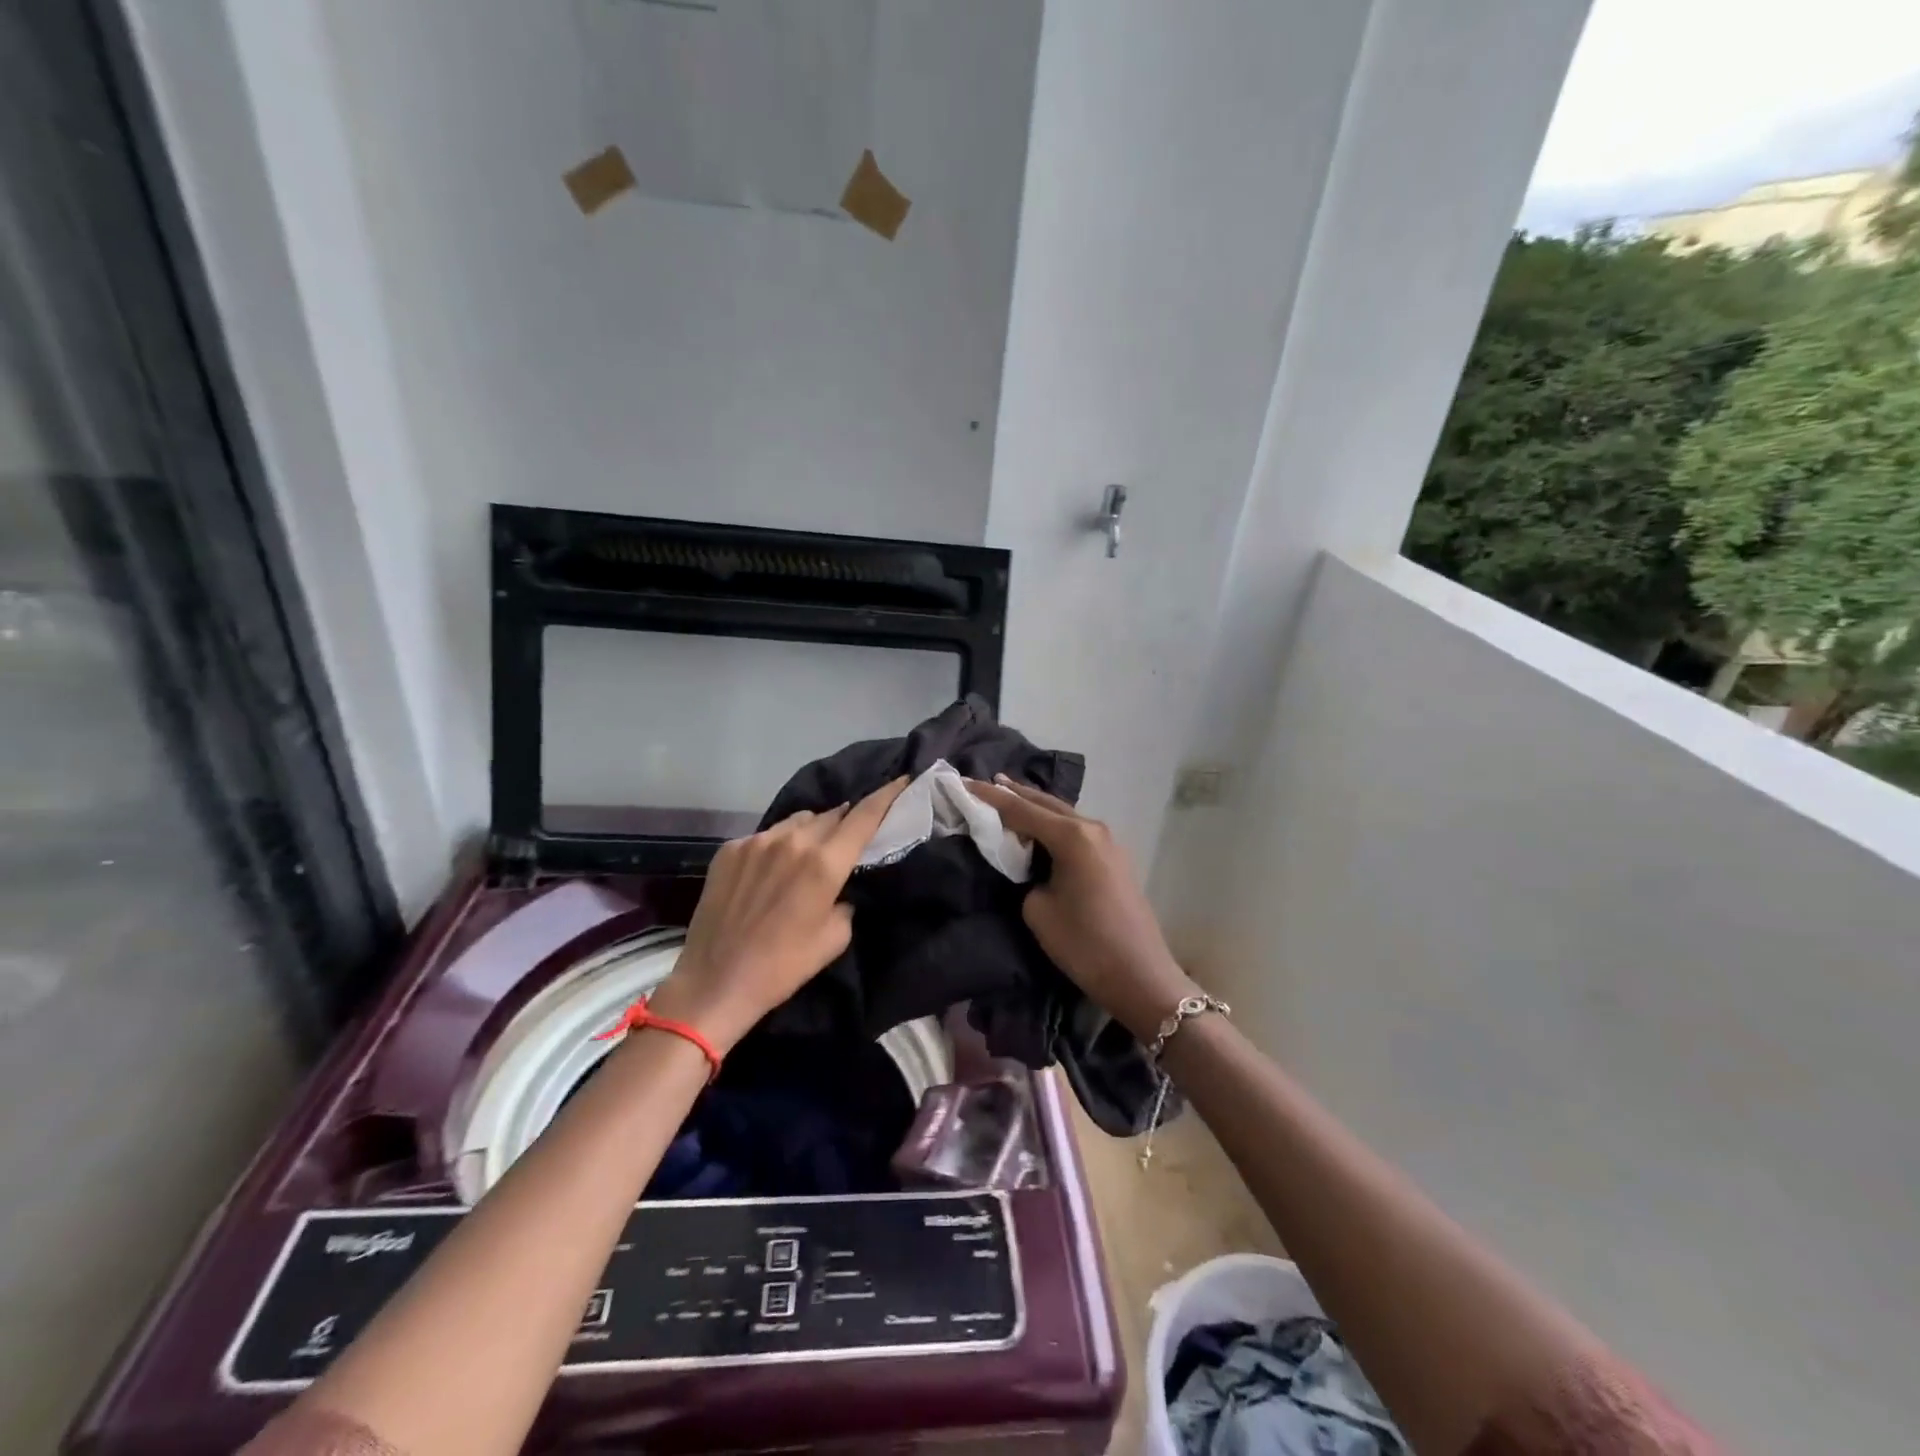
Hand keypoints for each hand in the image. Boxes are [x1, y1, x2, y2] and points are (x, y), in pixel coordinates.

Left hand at [649, 778, 908, 1052]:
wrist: (715, 982)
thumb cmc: (783, 966)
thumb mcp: (834, 938)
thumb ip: (846, 900)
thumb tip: (840, 887)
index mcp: (824, 863)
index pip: (864, 816)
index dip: (887, 795)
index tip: (902, 779)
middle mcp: (792, 840)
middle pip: (831, 815)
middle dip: (846, 822)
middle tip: (850, 837)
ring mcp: (757, 841)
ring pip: (797, 821)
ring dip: (811, 831)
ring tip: (810, 852)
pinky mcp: (730, 849)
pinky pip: (766, 836)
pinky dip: (778, 845)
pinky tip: (771, 871)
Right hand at [966, 776, 1197, 1040]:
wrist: (1139, 976)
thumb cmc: (1084, 943)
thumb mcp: (1038, 910)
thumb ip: (1025, 876)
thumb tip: (1029, 866)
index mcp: (1071, 836)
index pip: (1021, 809)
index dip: (989, 797)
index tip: (963, 783)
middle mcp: (1092, 828)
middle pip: (1045, 802)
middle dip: (1014, 793)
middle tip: (986, 782)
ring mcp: (1108, 841)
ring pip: (1063, 814)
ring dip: (1035, 806)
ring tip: (1008, 797)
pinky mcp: (1114, 857)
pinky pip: (1075, 830)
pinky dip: (1052, 823)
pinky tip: (1039, 826)